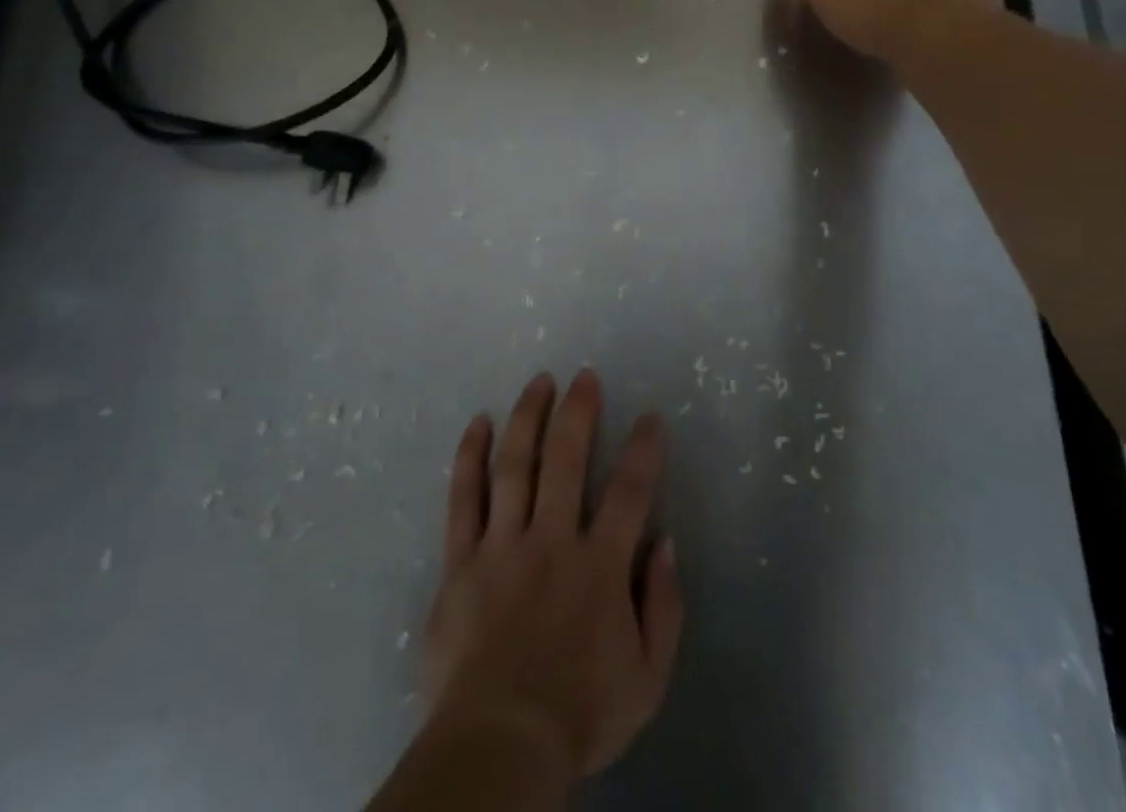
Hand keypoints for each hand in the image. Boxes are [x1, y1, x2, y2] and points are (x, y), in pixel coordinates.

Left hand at [421, 371, 682, 779]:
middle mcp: (551, 541)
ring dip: (529, 416)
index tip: (650, 417)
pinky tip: (480, 423)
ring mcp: (501, 546)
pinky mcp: (460, 560)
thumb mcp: (648, 678)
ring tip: (540, 382)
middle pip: (566, 459)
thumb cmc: (579, 715)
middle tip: (585, 377)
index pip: (630, 491)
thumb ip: (663, 607)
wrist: (497, 748)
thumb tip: (665, 542)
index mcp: (599, 566)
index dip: (644, 448)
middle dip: (579, 411)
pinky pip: (463, 497)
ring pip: (515, 464)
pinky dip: (471, 456)